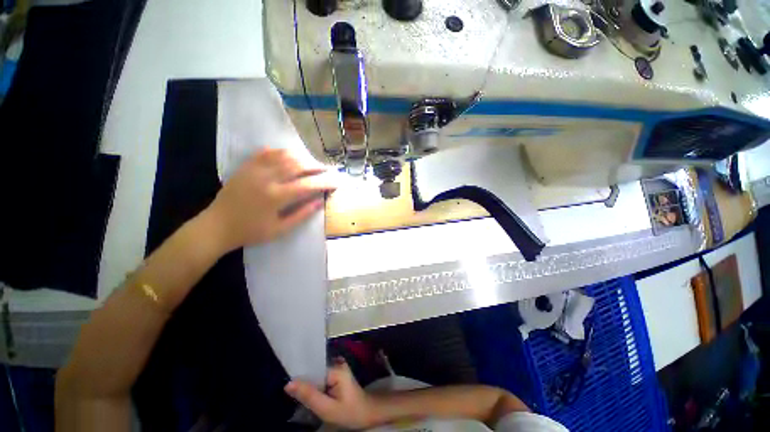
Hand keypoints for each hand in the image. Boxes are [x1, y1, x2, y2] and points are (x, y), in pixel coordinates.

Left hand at [204, 148, 336, 251]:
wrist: (217, 226)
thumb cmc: (250, 231)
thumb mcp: (280, 230)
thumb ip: (302, 214)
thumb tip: (320, 201)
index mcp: (275, 197)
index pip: (307, 185)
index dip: (325, 182)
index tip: (336, 181)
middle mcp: (266, 179)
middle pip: (297, 165)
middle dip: (316, 166)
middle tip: (327, 169)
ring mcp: (254, 170)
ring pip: (283, 155)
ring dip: (301, 157)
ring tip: (312, 162)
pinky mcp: (246, 167)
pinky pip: (266, 152)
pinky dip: (280, 151)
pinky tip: (289, 155)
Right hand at [285, 360, 379, 429]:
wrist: (367, 413)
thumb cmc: (350, 412)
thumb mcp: (327, 409)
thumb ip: (309, 396)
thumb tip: (289, 384)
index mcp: (336, 368)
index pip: (312, 368)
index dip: (299, 377)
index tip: (287, 387)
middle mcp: (337, 363)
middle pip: (314, 370)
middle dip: (304, 382)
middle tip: (291, 395)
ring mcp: (338, 367)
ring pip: (316, 375)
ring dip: (309, 385)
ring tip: (298, 395)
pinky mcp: (337, 373)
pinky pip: (321, 377)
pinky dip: (315, 386)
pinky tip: (310, 395)